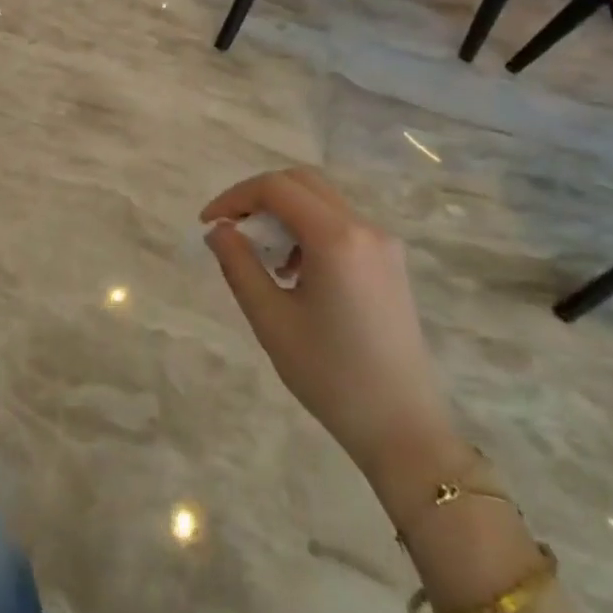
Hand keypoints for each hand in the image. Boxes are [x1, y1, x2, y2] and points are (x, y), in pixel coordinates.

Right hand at [202, 168, 463, 503]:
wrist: (404, 429)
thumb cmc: (330, 375)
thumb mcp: (271, 319)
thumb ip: (239, 265)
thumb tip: (219, 230)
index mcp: (337, 238)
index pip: (276, 188)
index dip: (235, 197)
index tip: (209, 224)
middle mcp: (365, 228)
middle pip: (302, 183)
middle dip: (259, 197)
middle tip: (231, 230)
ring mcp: (384, 244)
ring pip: (322, 201)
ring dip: (284, 214)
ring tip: (263, 259)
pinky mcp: (390, 263)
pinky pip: (341, 225)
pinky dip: (308, 230)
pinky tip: (295, 273)